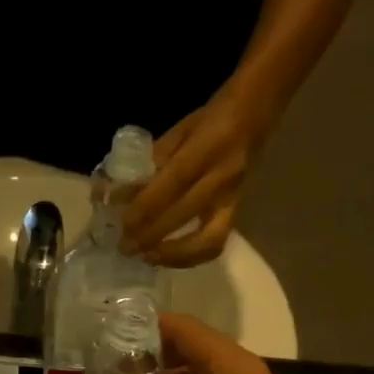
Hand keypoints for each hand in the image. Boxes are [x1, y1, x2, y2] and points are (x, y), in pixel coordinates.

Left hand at [122, 87, 271, 267]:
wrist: (256, 116)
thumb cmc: (210, 121)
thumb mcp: (179, 131)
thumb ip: (151, 163)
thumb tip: (118, 195)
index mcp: (208, 145)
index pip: (174, 181)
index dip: (147, 206)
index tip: (123, 224)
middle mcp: (223, 176)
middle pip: (185, 213)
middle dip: (151, 235)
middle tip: (125, 247)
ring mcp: (232, 198)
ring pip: (207, 239)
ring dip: (174, 255)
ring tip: (147, 257)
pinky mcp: (236, 214)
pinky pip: (214, 244)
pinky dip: (188, 257)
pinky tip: (166, 257)